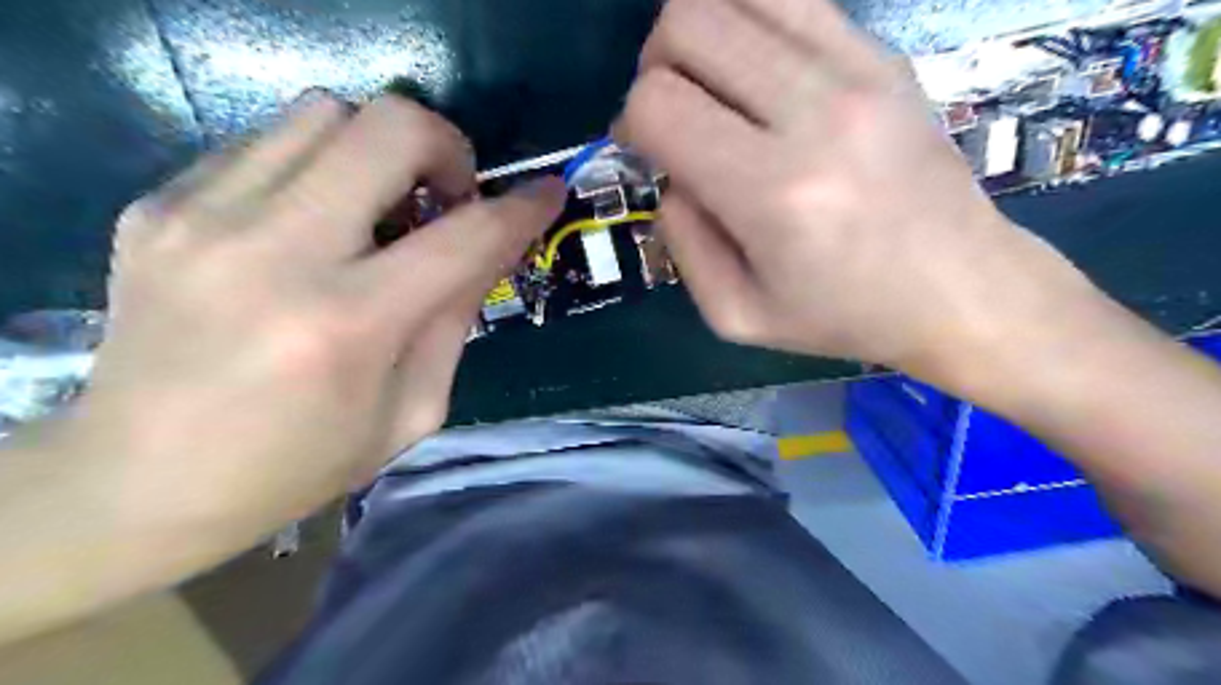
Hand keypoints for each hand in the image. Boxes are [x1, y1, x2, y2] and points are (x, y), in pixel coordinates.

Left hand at [77, 91, 563, 530]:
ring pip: (326, 112)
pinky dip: (318, 168)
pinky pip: (269, 143)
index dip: (522, 207)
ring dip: (379, 150)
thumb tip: (487, 245)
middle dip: (446, 147)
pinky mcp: (159, 204)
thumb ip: (455, 319)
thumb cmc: (298, 464)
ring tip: (382, 207)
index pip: (465, 236)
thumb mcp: (411, 411)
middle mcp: (275, 252)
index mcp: (348, 325)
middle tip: (447, 196)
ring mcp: (203, 216)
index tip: (547, 192)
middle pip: (389, 126)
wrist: (135, 482)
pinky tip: (315, 223)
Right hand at [617, 1, 1103, 384]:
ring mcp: (858, 71)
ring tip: (710, 85)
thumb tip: (670, 174)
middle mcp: (815, 113)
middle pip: (688, 24)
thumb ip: (682, 242)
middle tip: (672, 113)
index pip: (658, 105)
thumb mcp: (737, 315)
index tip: (645, 153)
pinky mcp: (884, 55)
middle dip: (655, 67)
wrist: (960, 289)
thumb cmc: (843, 315)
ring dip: (699, 34)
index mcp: (773, 193)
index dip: (630, 123)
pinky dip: (750, 22)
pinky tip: (755, 72)